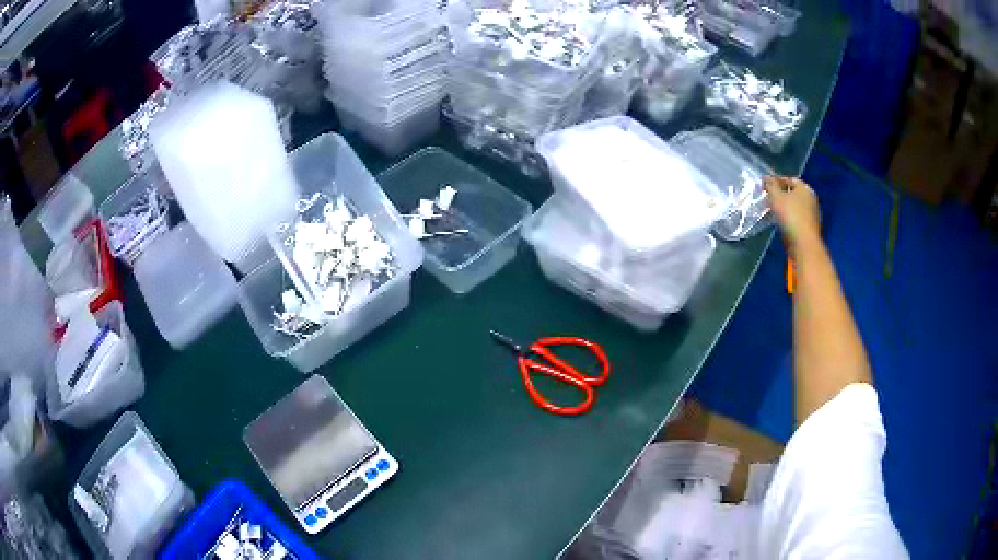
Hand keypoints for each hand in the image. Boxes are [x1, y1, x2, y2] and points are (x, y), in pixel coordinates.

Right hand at [765, 176, 820, 250]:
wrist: (804, 244)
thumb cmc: (791, 216)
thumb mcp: (776, 197)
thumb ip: (770, 186)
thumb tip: (766, 178)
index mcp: (805, 188)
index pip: (789, 179)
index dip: (776, 180)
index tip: (765, 185)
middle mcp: (811, 199)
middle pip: (793, 193)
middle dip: (780, 194)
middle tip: (768, 197)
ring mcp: (812, 214)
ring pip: (794, 206)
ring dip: (784, 207)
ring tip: (772, 210)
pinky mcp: (809, 228)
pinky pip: (796, 218)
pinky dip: (788, 218)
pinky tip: (780, 222)